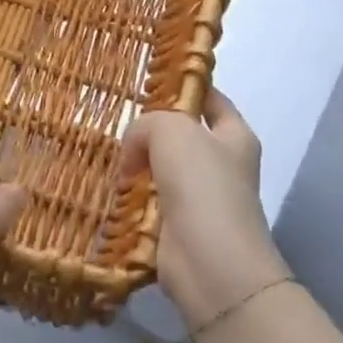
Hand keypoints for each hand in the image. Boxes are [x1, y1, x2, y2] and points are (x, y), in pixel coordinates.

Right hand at [118, 90, 287, 330]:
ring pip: (159, 167)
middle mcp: (220, 163)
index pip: (209, 97)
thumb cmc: (201, 186)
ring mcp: (199, 197)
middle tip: (117, 123)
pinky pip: (148, 200)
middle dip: (149, 130)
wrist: (210, 264)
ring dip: (135, 165)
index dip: (183, 85)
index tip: (148, 79)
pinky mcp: (177, 225)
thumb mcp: (172, 131)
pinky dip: (130, 196)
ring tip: (108, 158)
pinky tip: (110, 189)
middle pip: (179, 133)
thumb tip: (134, 151)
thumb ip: (148, 124)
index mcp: (234, 135)